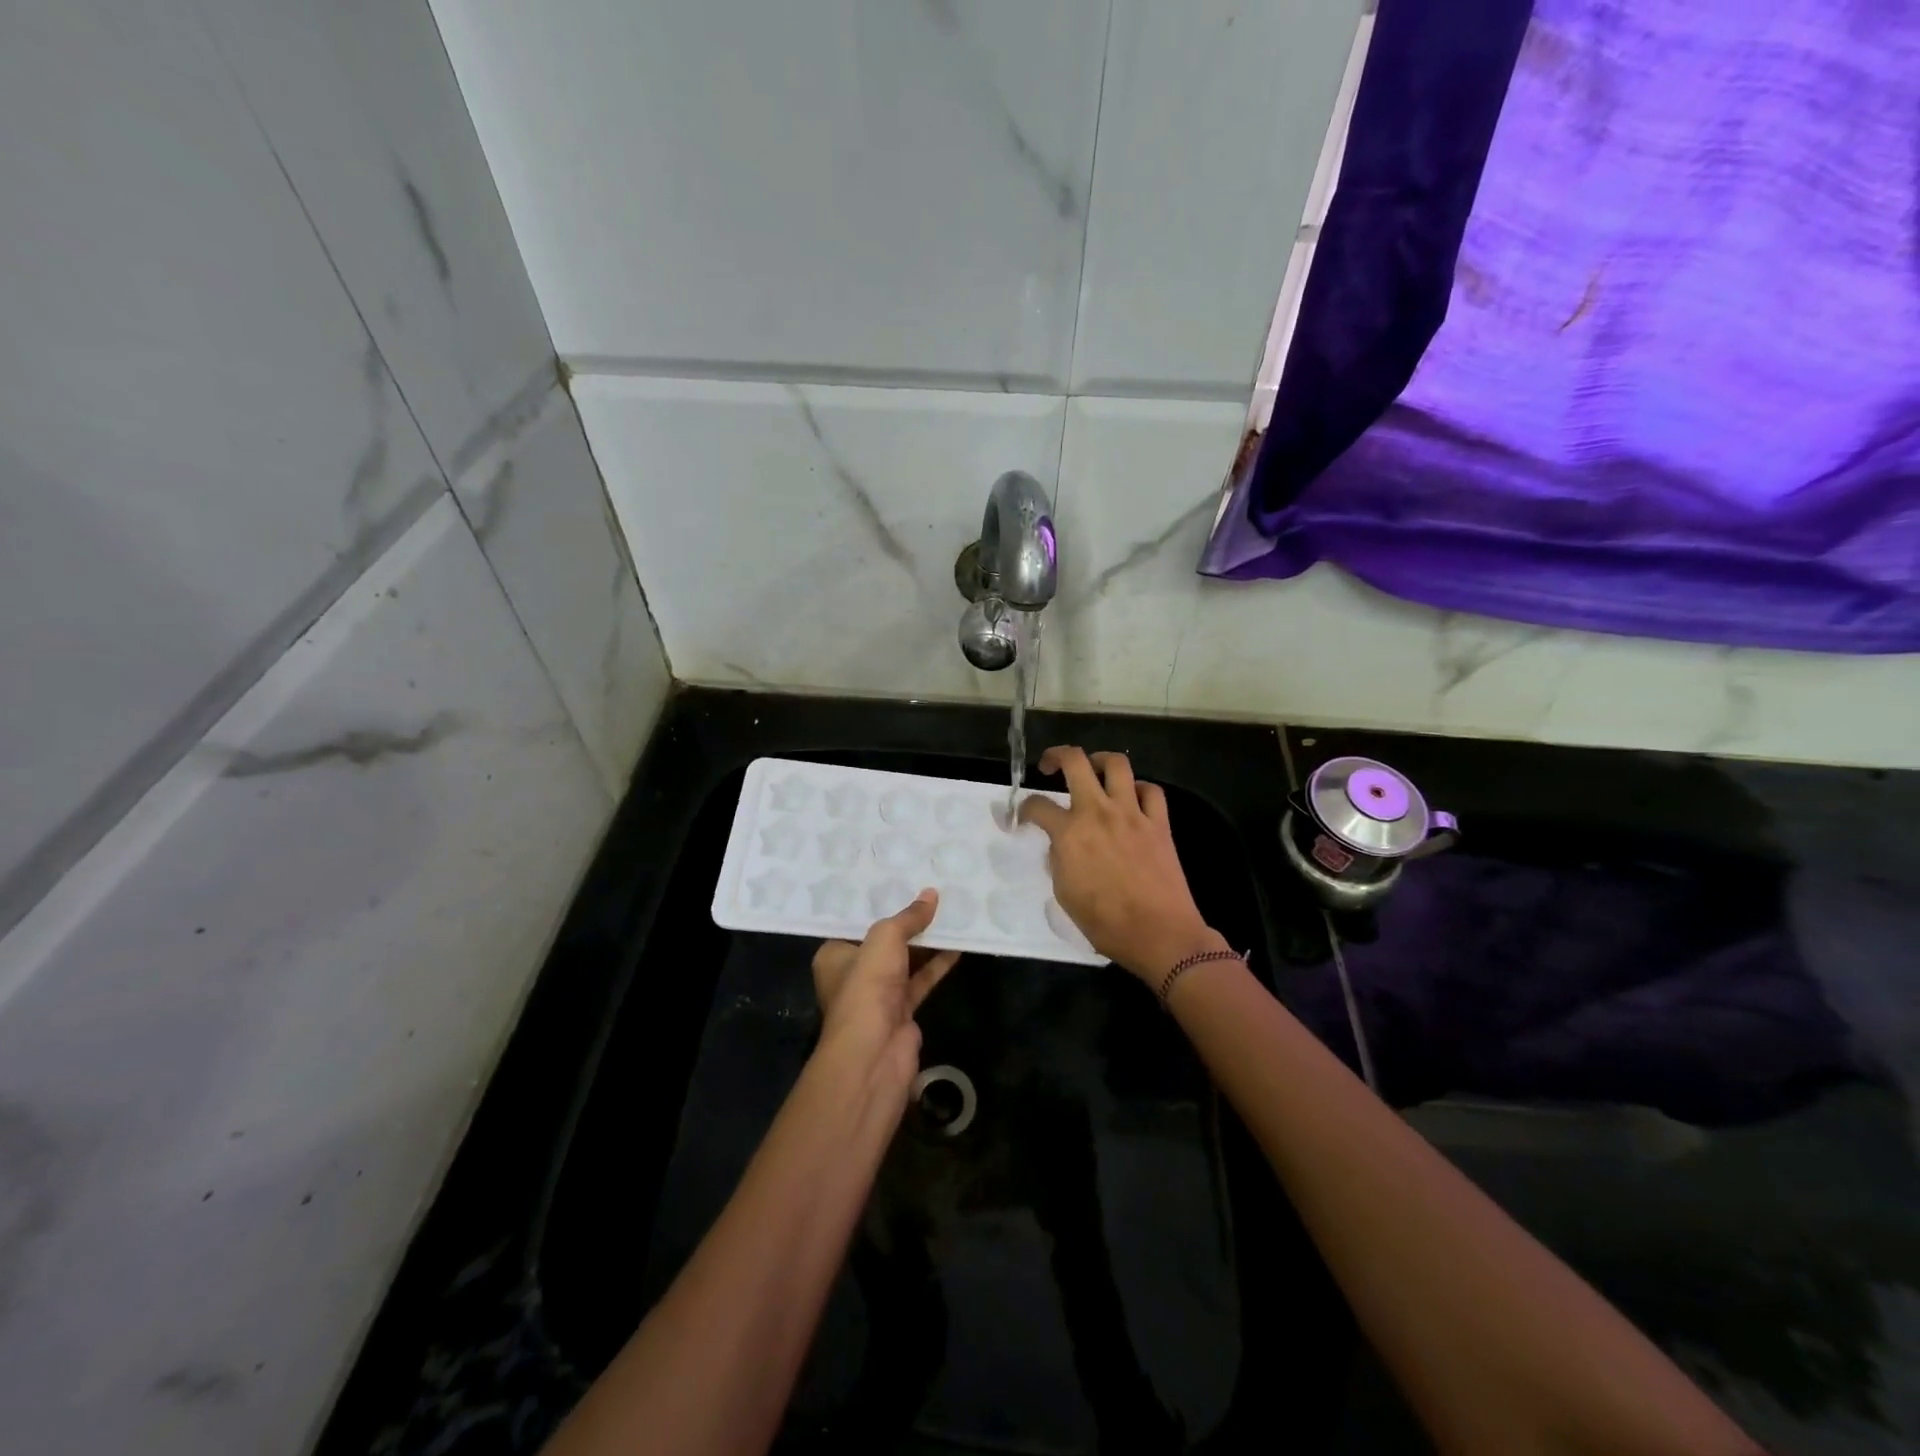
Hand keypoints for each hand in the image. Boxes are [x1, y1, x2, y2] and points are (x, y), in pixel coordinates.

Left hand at [811, 889, 959, 1093]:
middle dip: (907, 922)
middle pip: (884, 941)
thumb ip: (908, 917)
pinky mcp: (902, 1011)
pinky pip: (921, 979)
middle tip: (932, 894)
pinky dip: (937, 964)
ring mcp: (878, 994)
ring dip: (927, 942)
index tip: (903, 883)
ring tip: (950, 912)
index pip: (857, 923)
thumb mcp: (885, 939)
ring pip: (905, 960)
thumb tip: (932, 894)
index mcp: (834, 954)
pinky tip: (958, 945)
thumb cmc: (867, 986)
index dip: (880, 904)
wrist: (875, 1053)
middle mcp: (853, 973)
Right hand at [1018, 747, 1223, 983]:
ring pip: (1117, 764)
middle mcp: (1098, 813)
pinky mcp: (1159, 823)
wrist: (1159, 934)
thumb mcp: (1065, 894)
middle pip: (1076, 761)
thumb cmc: (1105, 923)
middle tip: (1050, 766)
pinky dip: (1139, 788)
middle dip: (1057, 755)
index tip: (1023, 816)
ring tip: (1093, 768)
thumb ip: (1059, 860)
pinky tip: (1132, 798)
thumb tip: (1061, 845)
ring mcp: (1132, 814)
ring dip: (1100, 760)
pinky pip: (1151, 791)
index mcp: (1070, 833)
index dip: (1024, 808)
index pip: (1037, 805)